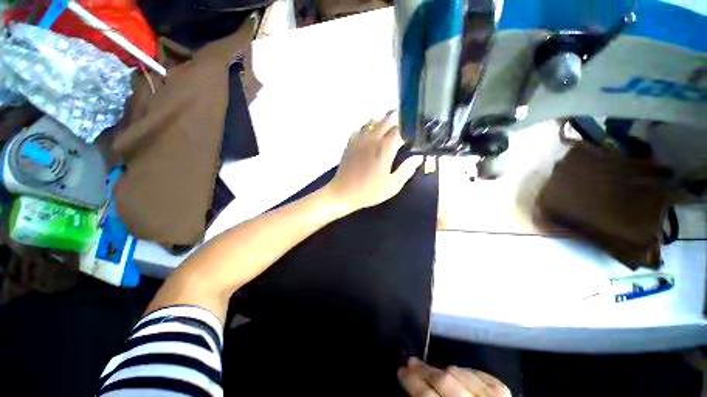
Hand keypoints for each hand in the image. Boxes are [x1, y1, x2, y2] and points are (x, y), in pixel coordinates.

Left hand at [324, 111, 422, 212]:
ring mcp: (359, 140)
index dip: (410, 130)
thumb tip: (418, 157)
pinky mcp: (350, 144)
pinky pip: (360, 129)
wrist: (343, 193)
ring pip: (372, 121)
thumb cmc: (369, 191)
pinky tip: (369, 136)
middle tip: (404, 125)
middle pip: (387, 119)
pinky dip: (367, 128)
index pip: (401, 130)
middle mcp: (372, 139)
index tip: (414, 135)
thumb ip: (407, 170)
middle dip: (398, 119)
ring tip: (388, 130)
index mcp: (385, 148)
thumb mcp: (392, 185)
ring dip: (382, 122)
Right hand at [398, 357, 511, 396]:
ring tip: (432, 369)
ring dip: (442, 369)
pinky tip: (458, 372)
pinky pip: (481, 373)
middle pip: (444, 380)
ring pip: (460, 372)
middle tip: (410, 361)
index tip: (400, 370)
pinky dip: (467, 371)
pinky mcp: (505, 394)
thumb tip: (412, 390)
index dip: (411, 382)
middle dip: (423, 369)